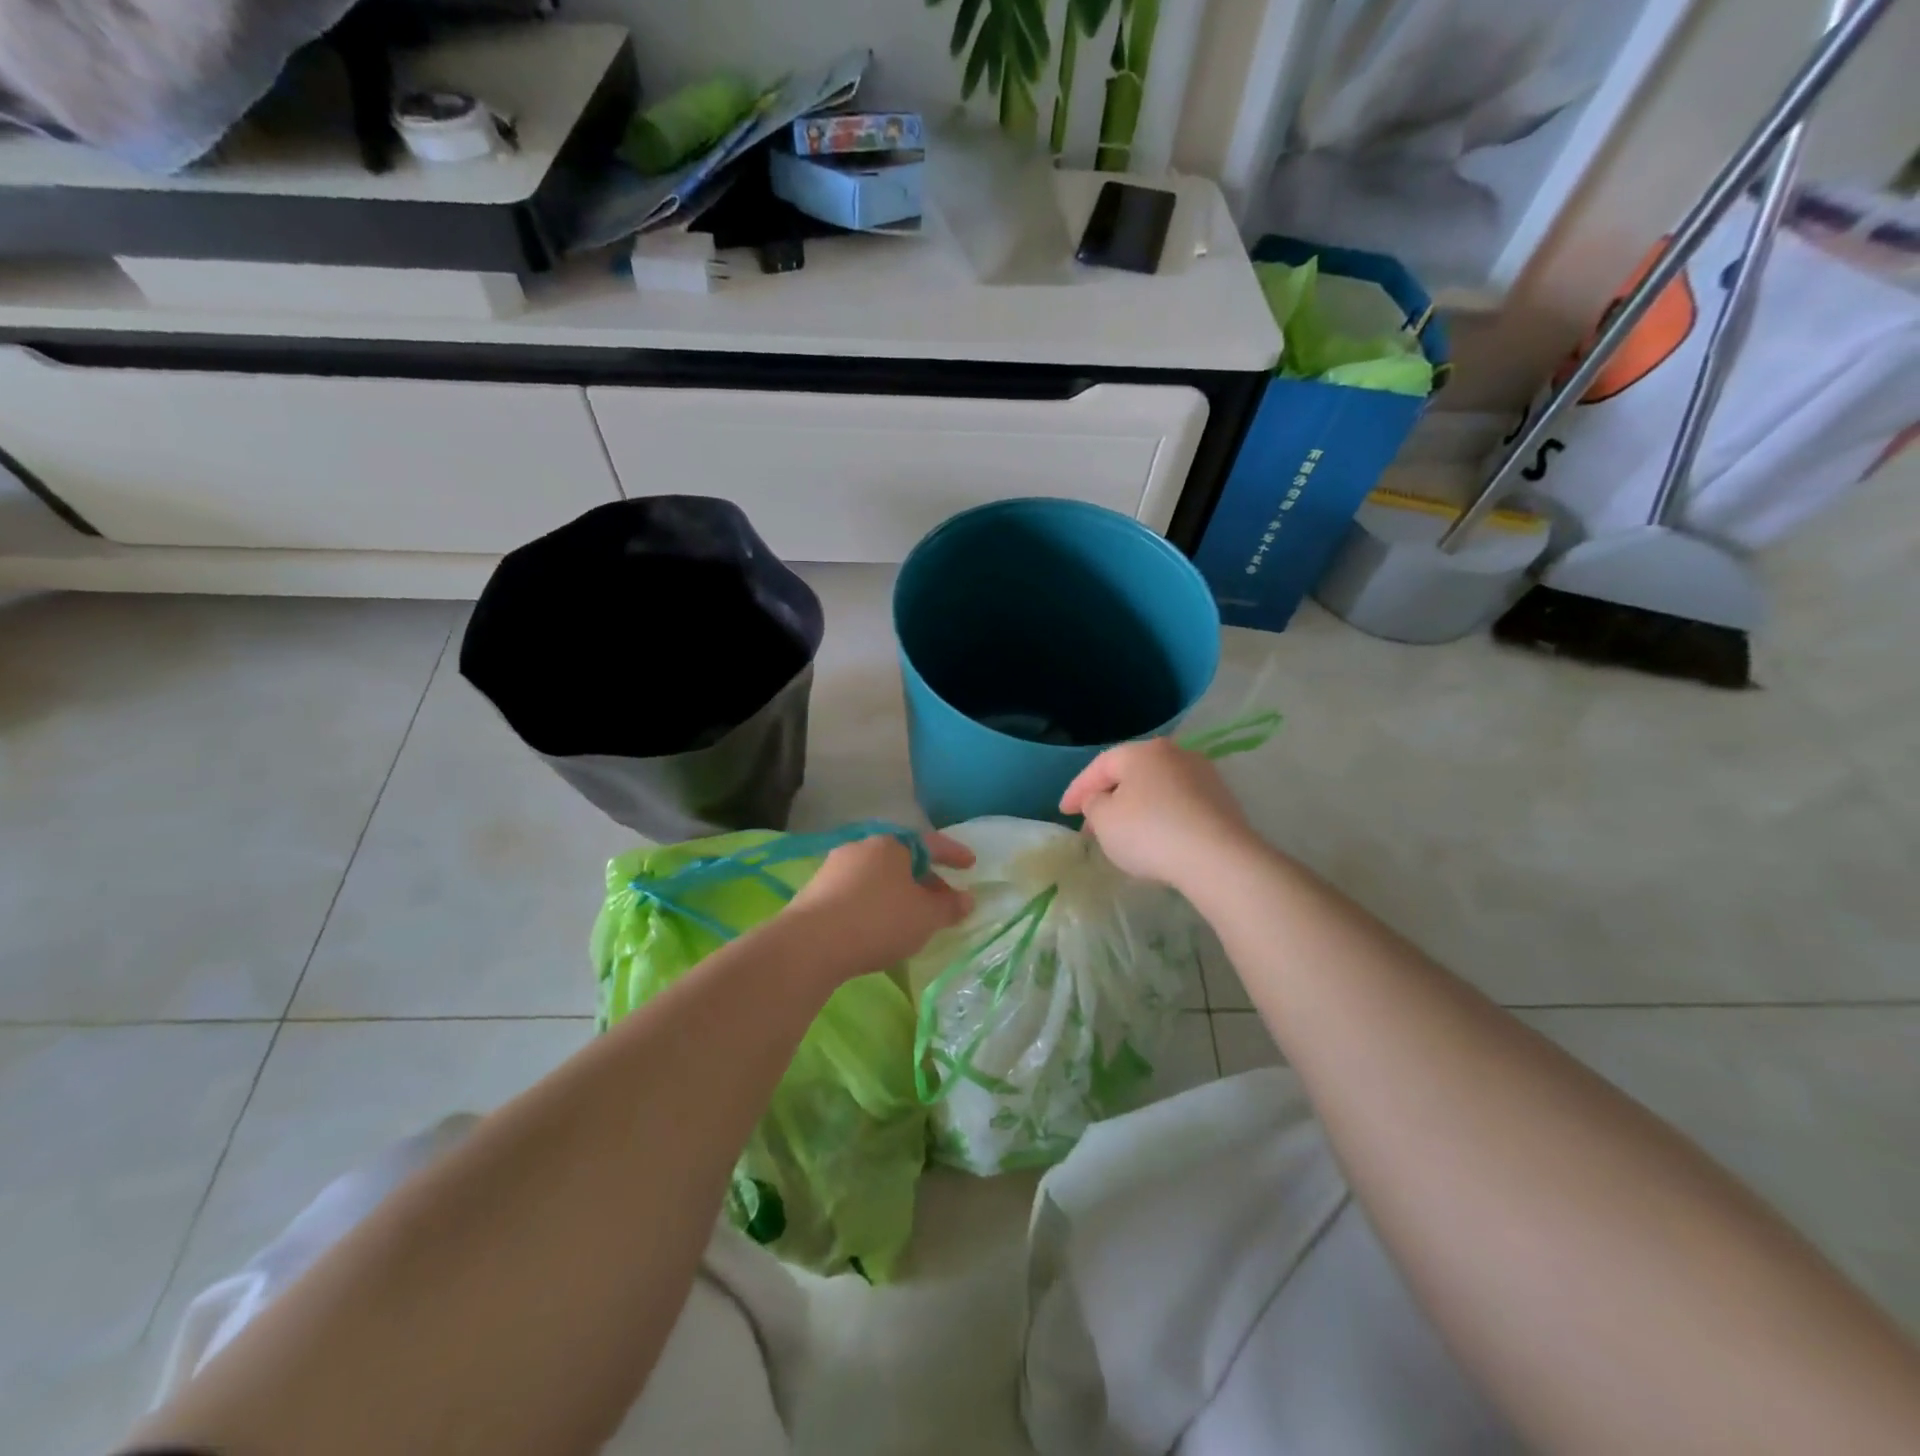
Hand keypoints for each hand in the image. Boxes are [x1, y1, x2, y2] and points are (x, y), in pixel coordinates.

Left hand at [784, 831, 975, 979]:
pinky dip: (873, 904)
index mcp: (891, 844)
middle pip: (902, 859)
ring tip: (910, 917)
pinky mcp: (815, 892)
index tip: (970, 865)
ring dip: (897, 892)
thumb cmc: (879, 920)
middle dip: (924, 878)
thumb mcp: (926, 917)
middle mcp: (862, 847)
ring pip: (877, 876)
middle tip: (942, 900)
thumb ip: (949, 906)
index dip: (953, 854)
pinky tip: (877, 926)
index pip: (930, 843)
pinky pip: (856, 892)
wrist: (811, 944)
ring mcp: (834, 868)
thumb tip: (967, 899)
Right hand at [1060, 738, 1257, 891]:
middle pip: (1131, 774)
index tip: (1064, 812)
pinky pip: (1180, 805)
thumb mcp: (1104, 820)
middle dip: (1109, 798)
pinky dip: (1162, 817)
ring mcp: (1203, 775)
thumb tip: (1102, 799)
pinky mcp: (1223, 801)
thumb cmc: (1149, 832)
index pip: (1100, 766)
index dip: (1077, 789)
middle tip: (1091, 824)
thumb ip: (1093, 804)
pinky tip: (1157, 839)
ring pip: (1157, 789)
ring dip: (1137, 808)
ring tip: (1124, 834)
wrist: (1218, 858)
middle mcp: (1174, 754)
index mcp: (1141, 752)